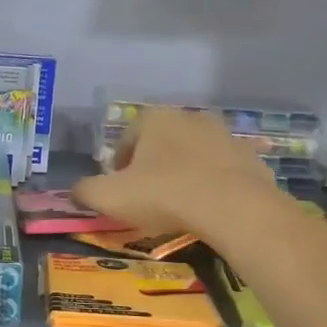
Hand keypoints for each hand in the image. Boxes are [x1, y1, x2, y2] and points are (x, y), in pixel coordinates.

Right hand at [71, 107, 272, 237]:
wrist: (233, 207)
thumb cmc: (164, 194)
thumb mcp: (109, 197)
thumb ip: (85, 192)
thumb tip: (75, 192)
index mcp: (154, 119)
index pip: (127, 138)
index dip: (118, 166)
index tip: (119, 190)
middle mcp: (190, 117)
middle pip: (162, 143)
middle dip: (153, 166)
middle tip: (147, 197)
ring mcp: (225, 135)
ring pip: (194, 155)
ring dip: (184, 173)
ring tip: (179, 205)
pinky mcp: (250, 157)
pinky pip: (222, 171)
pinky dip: (213, 185)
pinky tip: (208, 209)